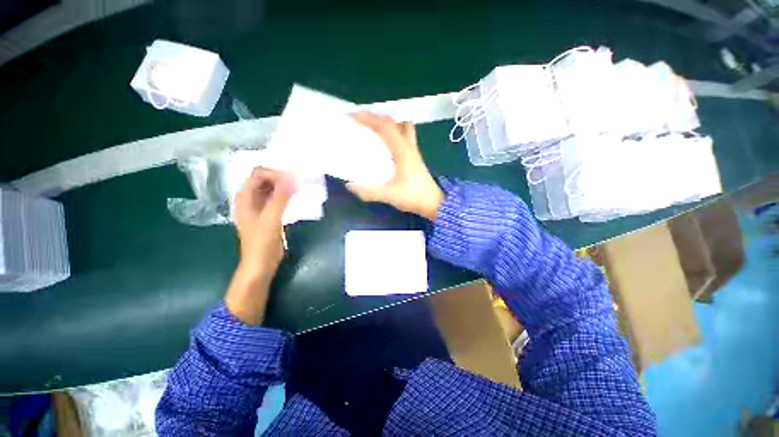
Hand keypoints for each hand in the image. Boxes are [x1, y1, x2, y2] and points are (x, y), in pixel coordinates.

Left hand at [227, 168, 295, 323]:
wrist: (260, 266)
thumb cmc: (262, 243)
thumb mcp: (271, 219)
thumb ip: (280, 198)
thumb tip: (292, 177)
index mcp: (245, 198)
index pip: (258, 174)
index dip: (275, 174)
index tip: (293, 181)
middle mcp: (250, 199)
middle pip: (264, 180)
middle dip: (281, 178)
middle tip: (299, 183)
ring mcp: (259, 207)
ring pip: (271, 189)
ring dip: (284, 187)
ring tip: (300, 188)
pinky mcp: (268, 215)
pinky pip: (277, 199)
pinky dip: (286, 196)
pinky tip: (296, 198)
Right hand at [348, 113, 443, 220]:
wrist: (434, 204)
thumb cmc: (414, 197)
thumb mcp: (389, 195)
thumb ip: (369, 192)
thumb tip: (349, 186)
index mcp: (402, 151)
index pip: (385, 127)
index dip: (369, 118)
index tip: (353, 117)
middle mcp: (409, 147)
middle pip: (394, 123)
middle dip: (376, 118)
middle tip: (362, 123)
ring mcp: (413, 152)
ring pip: (402, 129)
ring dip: (387, 125)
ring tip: (373, 131)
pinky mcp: (414, 158)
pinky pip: (403, 138)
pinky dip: (393, 135)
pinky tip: (385, 147)